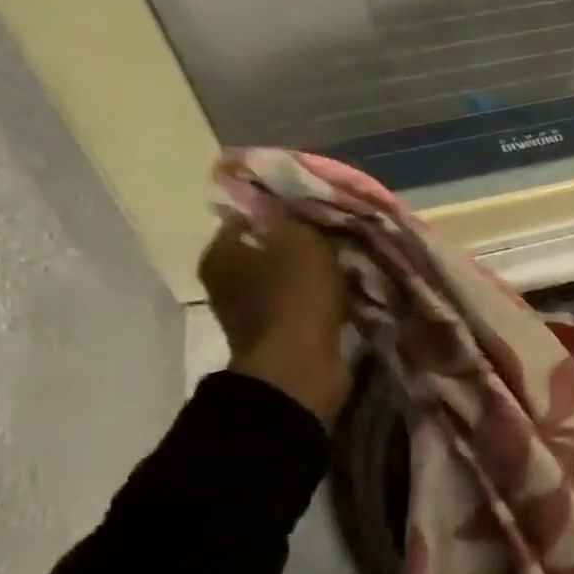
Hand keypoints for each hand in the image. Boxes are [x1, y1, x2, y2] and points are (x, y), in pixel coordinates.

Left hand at [200, 213, 350, 422]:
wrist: (301, 368)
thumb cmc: (296, 298)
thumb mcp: (301, 241)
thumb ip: (294, 217)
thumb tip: (288, 205)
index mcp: (222, 252)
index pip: (252, 217)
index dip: (285, 212)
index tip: (319, 212)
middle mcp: (227, 280)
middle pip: (272, 250)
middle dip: (305, 246)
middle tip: (340, 240)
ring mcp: (252, 312)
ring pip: (290, 280)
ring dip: (317, 276)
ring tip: (351, 268)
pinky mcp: (279, 336)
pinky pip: (304, 307)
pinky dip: (322, 302)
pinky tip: (348, 296)